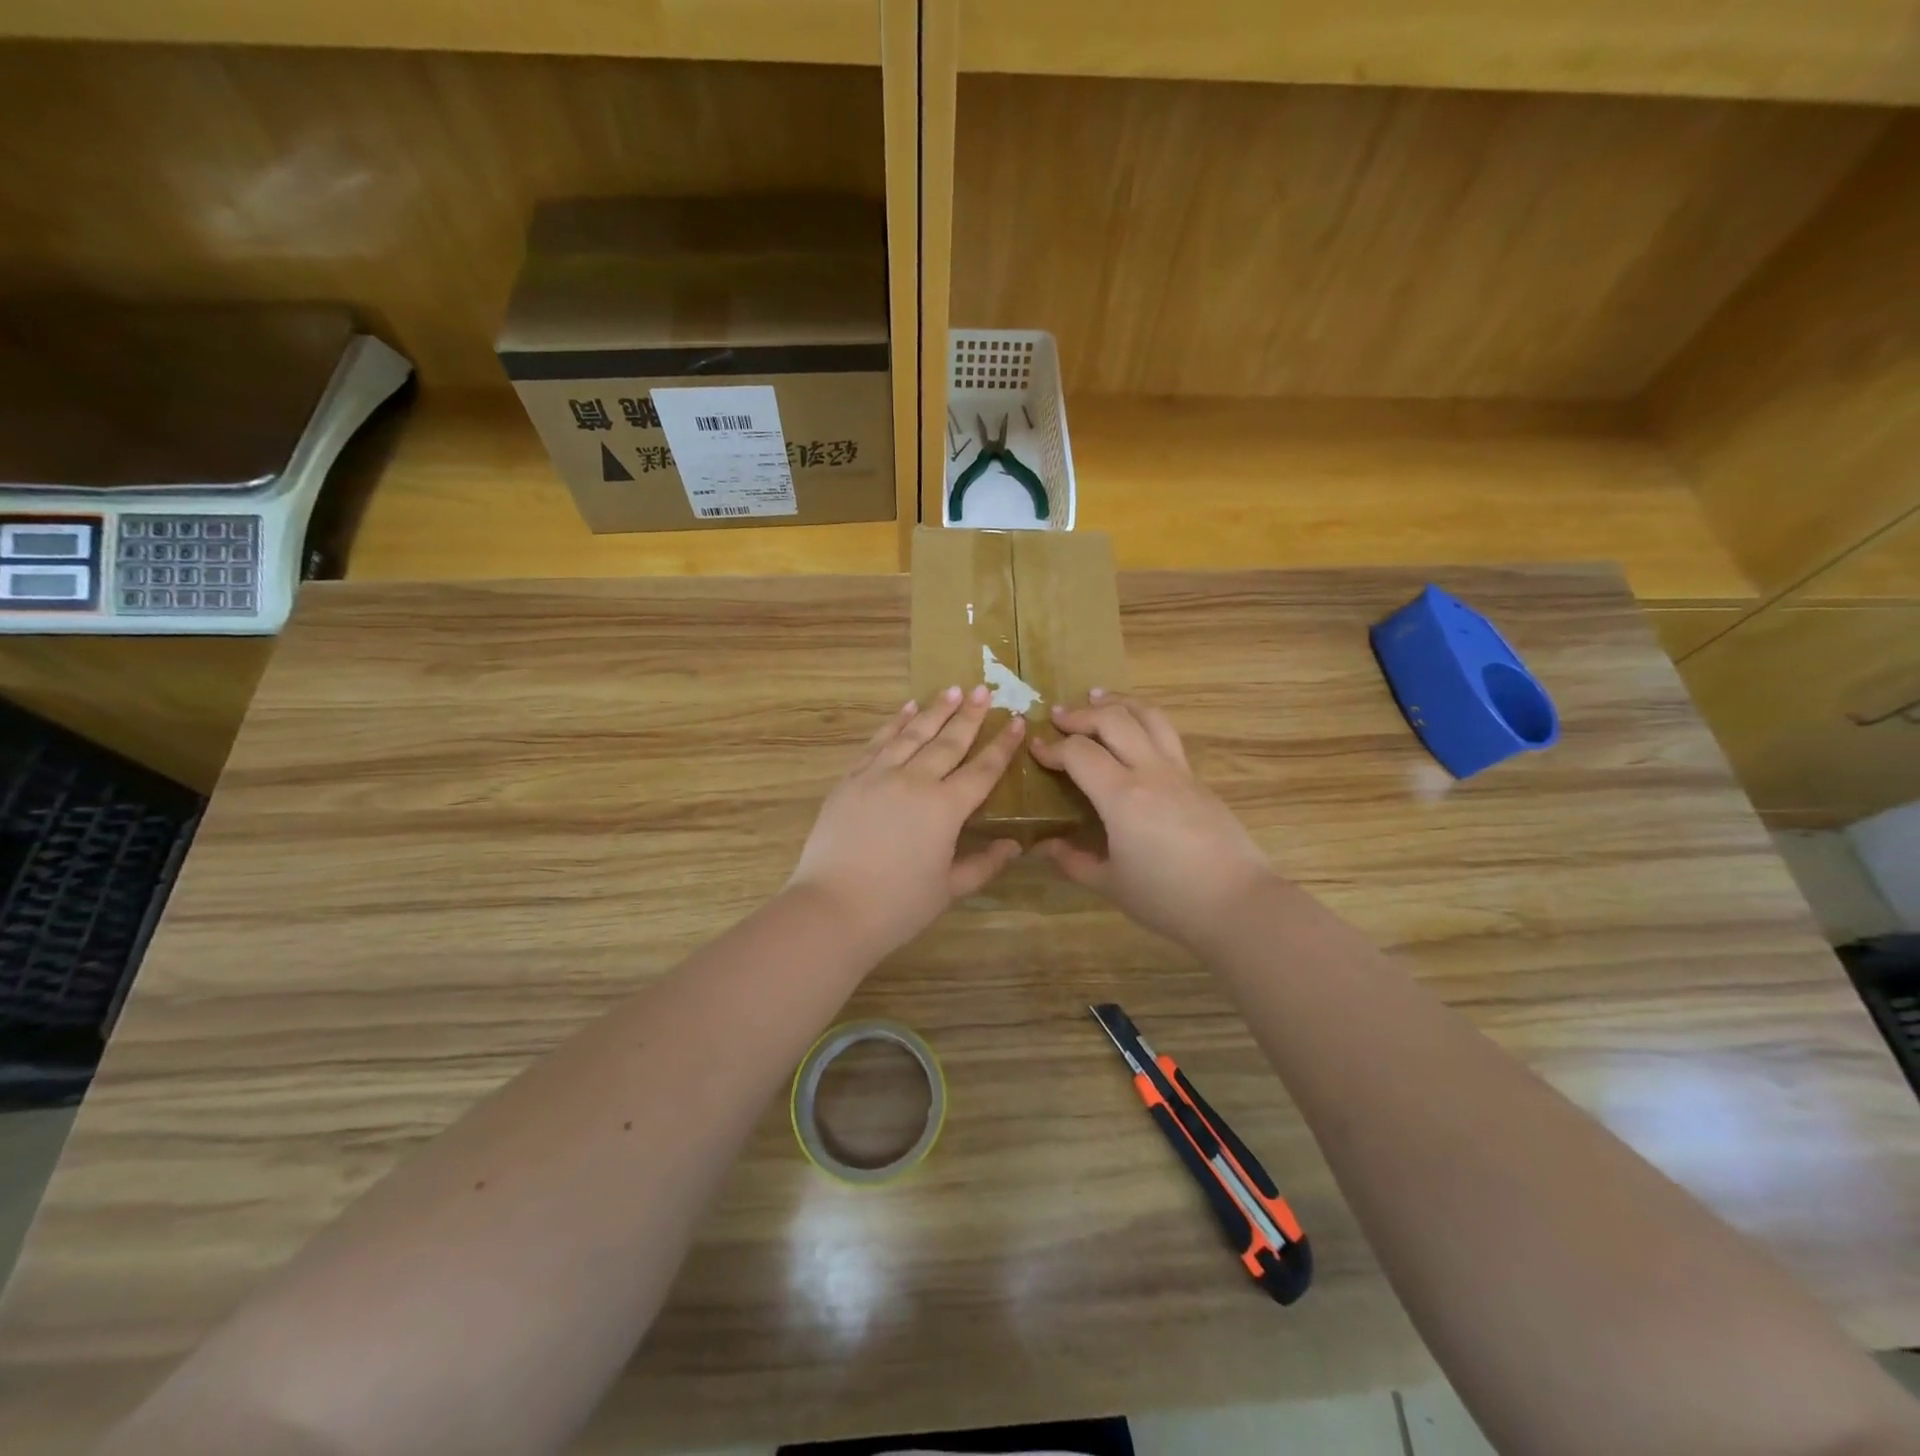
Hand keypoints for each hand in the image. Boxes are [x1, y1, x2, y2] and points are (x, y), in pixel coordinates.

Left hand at [788, 686, 1024, 957]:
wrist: (831, 908)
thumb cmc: (897, 906)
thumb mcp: (949, 890)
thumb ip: (984, 864)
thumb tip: (1014, 846)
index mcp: (945, 808)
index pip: (982, 770)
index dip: (1002, 746)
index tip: (1015, 721)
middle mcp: (915, 781)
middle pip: (948, 742)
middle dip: (969, 715)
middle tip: (983, 690)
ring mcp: (879, 776)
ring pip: (912, 734)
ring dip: (934, 710)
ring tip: (951, 689)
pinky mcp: (851, 780)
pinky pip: (878, 743)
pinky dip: (894, 723)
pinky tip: (906, 710)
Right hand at [1029, 692, 1275, 948]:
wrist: (1238, 904)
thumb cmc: (1168, 898)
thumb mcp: (1111, 885)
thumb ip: (1073, 861)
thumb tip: (1044, 847)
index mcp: (1122, 796)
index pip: (1079, 753)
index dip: (1053, 748)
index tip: (1036, 750)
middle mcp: (1150, 772)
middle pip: (1114, 720)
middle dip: (1081, 714)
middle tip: (1058, 717)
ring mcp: (1179, 772)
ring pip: (1149, 717)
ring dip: (1119, 703)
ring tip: (1099, 698)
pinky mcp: (1199, 781)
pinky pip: (1167, 737)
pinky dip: (1143, 723)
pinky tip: (1134, 736)